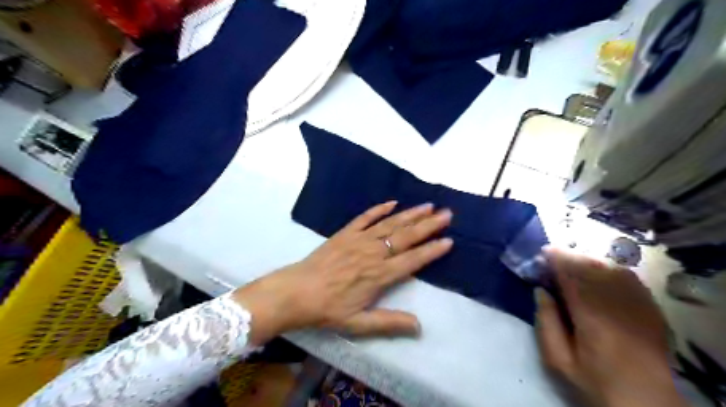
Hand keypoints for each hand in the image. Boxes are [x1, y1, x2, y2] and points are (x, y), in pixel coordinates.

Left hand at [233, 201, 451, 344]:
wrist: (296, 292)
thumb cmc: (328, 309)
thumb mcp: (358, 323)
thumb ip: (389, 323)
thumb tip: (419, 327)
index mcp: (379, 275)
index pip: (412, 260)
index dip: (432, 251)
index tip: (449, 241)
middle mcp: (374, 253)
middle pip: (406, 237)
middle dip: (429, 226)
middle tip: (447, 214)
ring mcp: (359, 240)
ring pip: (390, 224)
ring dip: (410, 214)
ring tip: (428, 206)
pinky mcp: (345, 233)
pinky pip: (365, 217)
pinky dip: (379, 209)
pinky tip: (392, 202)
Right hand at [535, 248, 684, 405]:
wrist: (644, 400)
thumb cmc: (595, 379)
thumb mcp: (558, 359)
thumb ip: (546, 323)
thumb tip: (540, 291)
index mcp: (590, 317)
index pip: (572, 276)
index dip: (557, 260)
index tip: (543, 252)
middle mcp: (616, 305)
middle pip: (591, 268)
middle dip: (571, 257)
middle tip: (555, 255)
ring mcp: (638, 306)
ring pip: (610, 269)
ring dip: (589, 261)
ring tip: (574, 262)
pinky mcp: (650, 309)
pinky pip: (629, 278)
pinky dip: (610, 269)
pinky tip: (600, 272)